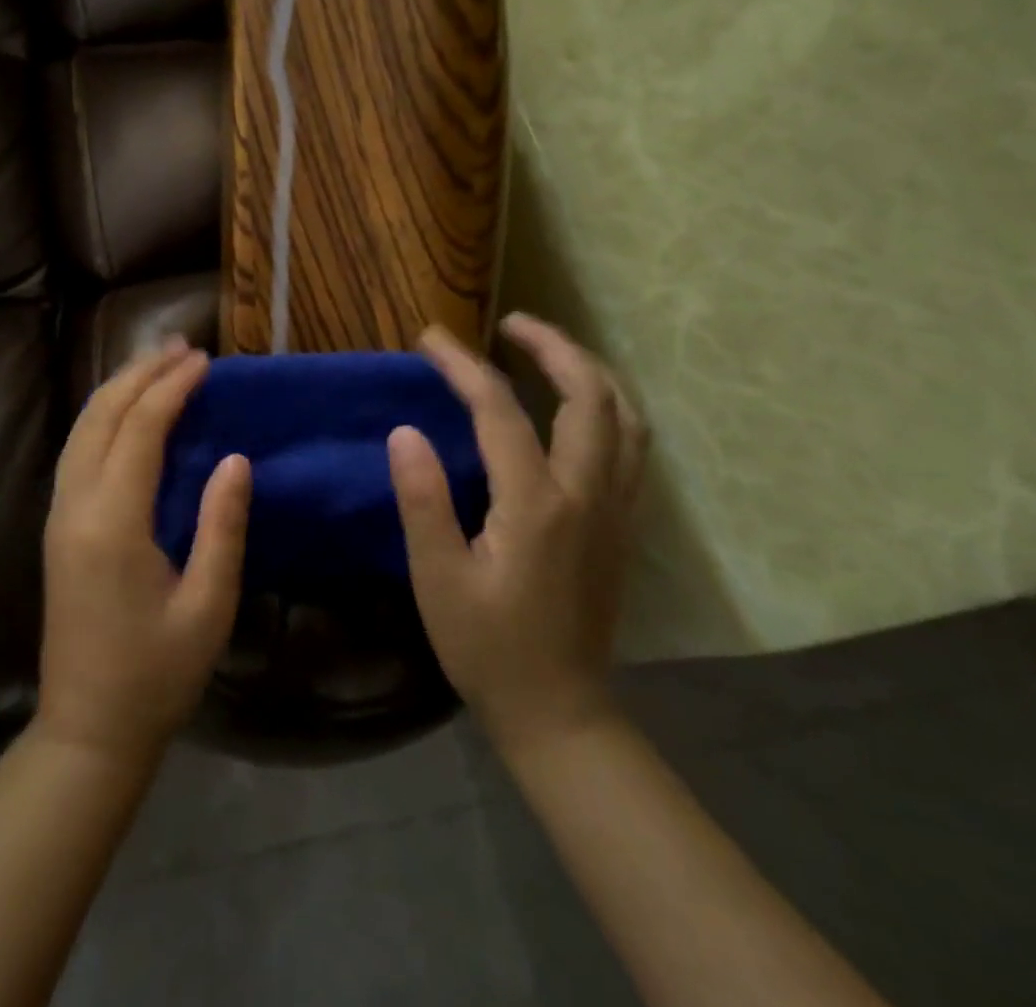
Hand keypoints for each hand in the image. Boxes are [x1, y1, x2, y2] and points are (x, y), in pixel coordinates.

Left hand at [37, 338, 251, 764]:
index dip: (171, 388)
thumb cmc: (156, 675)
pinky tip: (128, 412)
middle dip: (140, 373)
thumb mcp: (207, 607)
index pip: (139, 430)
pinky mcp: (58, 527)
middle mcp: (75, 506)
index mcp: (112, 523)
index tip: (204, 361)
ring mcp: (59, 515)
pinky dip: (104, 417)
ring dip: (118, 389)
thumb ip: (221, 527)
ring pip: (82, 429)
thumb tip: (235, 459)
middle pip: (101, 416)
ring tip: (156, 365)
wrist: (88, 729)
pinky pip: (77, 451)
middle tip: (181, 348)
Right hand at [388, 314, 647, 753]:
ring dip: (589, 370)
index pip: (500, 410)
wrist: (560, 711)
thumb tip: (405, 431)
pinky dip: (608, 406)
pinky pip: (630, 445)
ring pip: (624, 416)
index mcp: (536, 504)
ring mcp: (615, 508)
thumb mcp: (438, 578)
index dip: (462, 365)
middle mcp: (587, 493)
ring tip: (548, 351)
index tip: (430, 338)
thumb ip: (422, 500)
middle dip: (552, 345)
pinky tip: (579, 406)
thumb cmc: (487, 646)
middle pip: (589, 395)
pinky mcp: (622, 524)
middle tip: (510, 323)